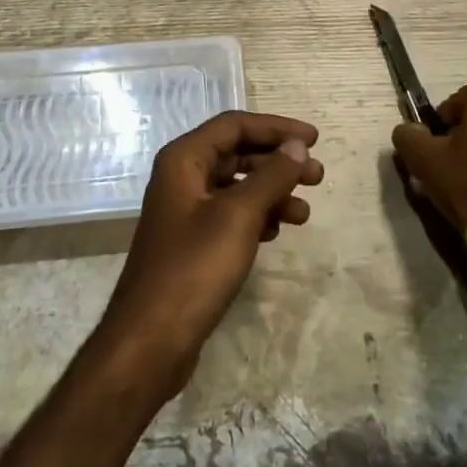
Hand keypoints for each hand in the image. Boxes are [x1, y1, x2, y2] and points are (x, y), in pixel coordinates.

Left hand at [98, 111, 323, 401]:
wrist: (149, 342)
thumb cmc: (194, 268)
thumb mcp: (238, 216)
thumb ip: (270, 176)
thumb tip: (297, 146)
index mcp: (184, 159)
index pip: (235, 125)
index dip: (276, 128)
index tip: (313, 140)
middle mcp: (182, 176)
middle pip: (237, 153)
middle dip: (278, 162)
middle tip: (317, 176)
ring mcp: (185, 210)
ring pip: (236, 186)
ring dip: (272, 192)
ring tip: (304, 212)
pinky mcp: (191, 242)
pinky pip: (230, 214)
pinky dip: (257, 216)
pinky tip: (277, 232)